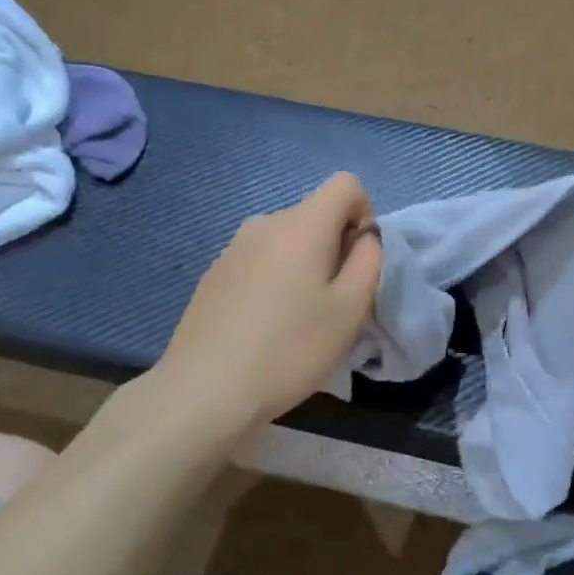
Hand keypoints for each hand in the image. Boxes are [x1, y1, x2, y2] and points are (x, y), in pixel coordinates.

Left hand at [158, 173, 382, 432]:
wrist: (204, 390)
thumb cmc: (289, 349)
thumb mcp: (350, 310)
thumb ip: (369, 261)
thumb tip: (365, 237)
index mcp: (302, 224)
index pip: (345, 184)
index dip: (365, 214)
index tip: (359, 261)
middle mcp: (265, 222)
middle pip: (315, 214)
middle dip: (336, 246)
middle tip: (335, 302)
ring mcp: (233, 247)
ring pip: (287, 240)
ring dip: (305, 265)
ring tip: (300, 318)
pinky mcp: (214, 274)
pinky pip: (260, 260)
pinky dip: (275, 280)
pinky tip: (265, 326)